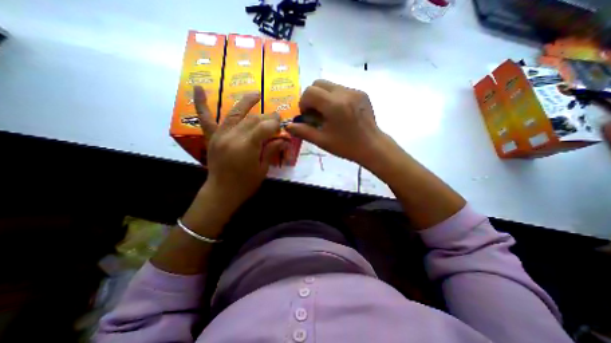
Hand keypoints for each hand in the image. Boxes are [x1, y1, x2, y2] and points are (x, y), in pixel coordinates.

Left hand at [194, 86, 286, 208]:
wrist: (222, 192)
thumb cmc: (245, 184)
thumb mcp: (263, 169)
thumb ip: (271, 150)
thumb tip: (284, 139)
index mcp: (247, 147)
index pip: (264, 127)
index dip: (275, 124)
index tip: (282, 125)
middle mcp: (232, 137)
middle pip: (252, 119)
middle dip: (267, 117)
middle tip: (275, 117)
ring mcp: (219, 136)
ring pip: (235, 114)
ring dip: (246, 102)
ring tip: (257, 94)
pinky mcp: (211, 137)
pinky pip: (205, 118)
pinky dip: (201, 103)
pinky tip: (198, 87)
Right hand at [285, 79, 385, 166]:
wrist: (372, 146)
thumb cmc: (346, 146)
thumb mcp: (322, 141)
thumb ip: (303, 131)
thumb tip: (287, 126)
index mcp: (334, 105)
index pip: (310, 92)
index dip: (303, 103)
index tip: (307, 116)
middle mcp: (344, 93)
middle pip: (318, 83)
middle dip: (312, 97)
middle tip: (315, 114)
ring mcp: (355, 91)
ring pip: (330, 85)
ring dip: (323, 97)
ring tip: (328, 114)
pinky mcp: (361, 93)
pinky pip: (341, 89)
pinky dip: (334, 98)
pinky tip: (339, 113)